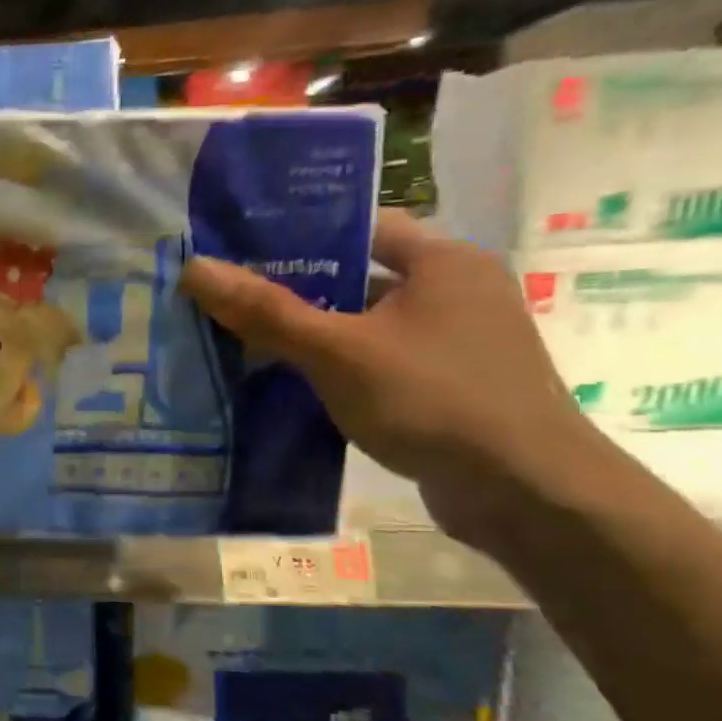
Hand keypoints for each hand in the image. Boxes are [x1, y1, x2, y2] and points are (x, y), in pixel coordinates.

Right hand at [180, 210, 603, 549]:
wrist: (527, 493)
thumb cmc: (432, 399)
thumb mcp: (336, 350)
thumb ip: (265, 310)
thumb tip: (195, 267)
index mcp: (444, 262)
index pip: (360, 227)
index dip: (298, 233)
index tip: (239, 249)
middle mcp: (458, 291)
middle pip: (358, 278)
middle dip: (293, 290)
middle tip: (228, 298)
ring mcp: (457, 343)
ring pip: (365, 325)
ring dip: (312, 335)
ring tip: (242, 342)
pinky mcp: (450, 386)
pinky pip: (378, 362)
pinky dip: (336, 369)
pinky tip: (289, 386)